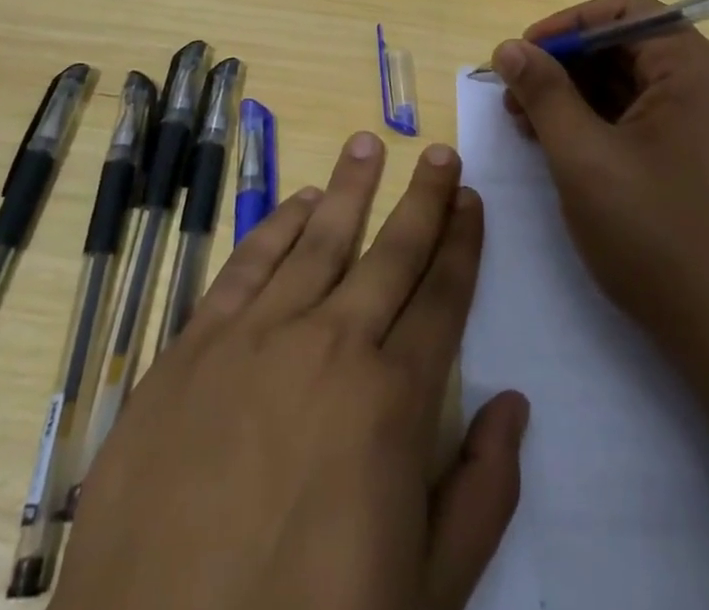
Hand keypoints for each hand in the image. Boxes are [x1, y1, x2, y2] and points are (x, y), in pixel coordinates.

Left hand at [54, 132, 529, 609]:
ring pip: (318, 240)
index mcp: (393, 400)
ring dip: (349, 189)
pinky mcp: (193, 348)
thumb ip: (481, 494)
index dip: (462, 243)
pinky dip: (275, 227)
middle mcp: (332, 346)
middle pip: (390, 253)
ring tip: (368, 144)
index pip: (442, 297)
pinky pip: (246, 266)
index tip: (473, 200)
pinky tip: (296, 201)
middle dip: (423, 199)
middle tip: (440, 154)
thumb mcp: (427, 595)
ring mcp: (257, 339)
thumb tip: (515, 405)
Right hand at [492, 0, 708, 362]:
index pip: (624, 12)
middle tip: (516, 96)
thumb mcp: (583, 157)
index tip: (520, 55)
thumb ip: (543, 93)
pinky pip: (653, 116)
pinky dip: (608, 122)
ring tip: (531, 124)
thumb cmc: (655, 236)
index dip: (566, 26)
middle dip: (567, 65)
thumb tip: (508, 48)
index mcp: (695, 67)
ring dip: (582, 95)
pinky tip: (568, 145)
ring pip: (637, 84)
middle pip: (629, 46)